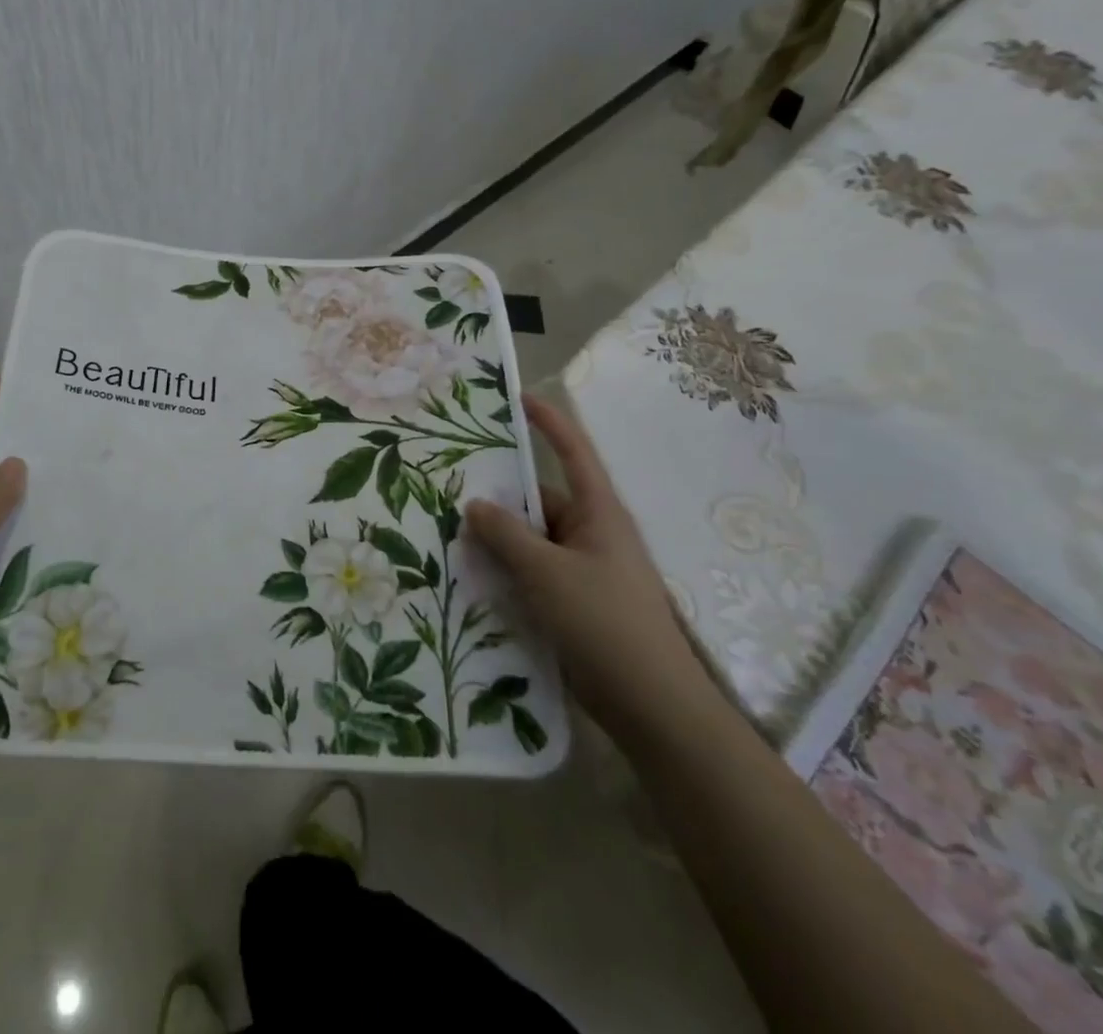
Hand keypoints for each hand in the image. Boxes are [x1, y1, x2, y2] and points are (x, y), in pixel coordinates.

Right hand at [465, 393, 716, 746]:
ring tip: (450, 533)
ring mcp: (585, 570)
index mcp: (598, 512)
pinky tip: (473, 577)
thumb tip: (475, 504)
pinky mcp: (577, 602)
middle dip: (501, 496)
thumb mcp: (546, 572)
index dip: (549, 421)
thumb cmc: (604, 622)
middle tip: (451, 486)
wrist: (652, 705)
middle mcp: (593, 533)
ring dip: (500, 539)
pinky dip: (508, 570)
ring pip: (533, 540)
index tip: (518, 398)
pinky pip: (535, 572)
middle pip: (541, 501)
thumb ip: (506, 534)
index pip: (573, 452)